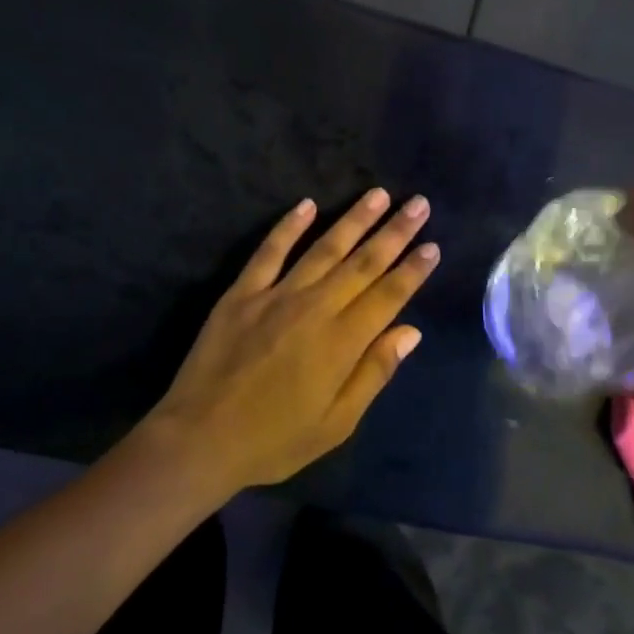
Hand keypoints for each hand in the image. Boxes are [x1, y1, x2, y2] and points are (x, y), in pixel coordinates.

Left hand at [144, 189, 438, 493]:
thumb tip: (410, 331)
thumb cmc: (274, 439)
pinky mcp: (242, 292)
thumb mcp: (336, 424)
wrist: (200, 438)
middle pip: (362, 263)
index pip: (388, 295)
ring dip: (354, 220)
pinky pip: (270, 251)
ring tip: (378, 194)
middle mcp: (314, 308)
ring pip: (323, 248)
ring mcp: (276, 295)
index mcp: (342, 342)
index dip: (413, 269)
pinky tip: (307, 204)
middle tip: (418, 203)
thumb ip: (374, 373)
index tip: (433, 245)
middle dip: (394, 232)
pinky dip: (289, 226)